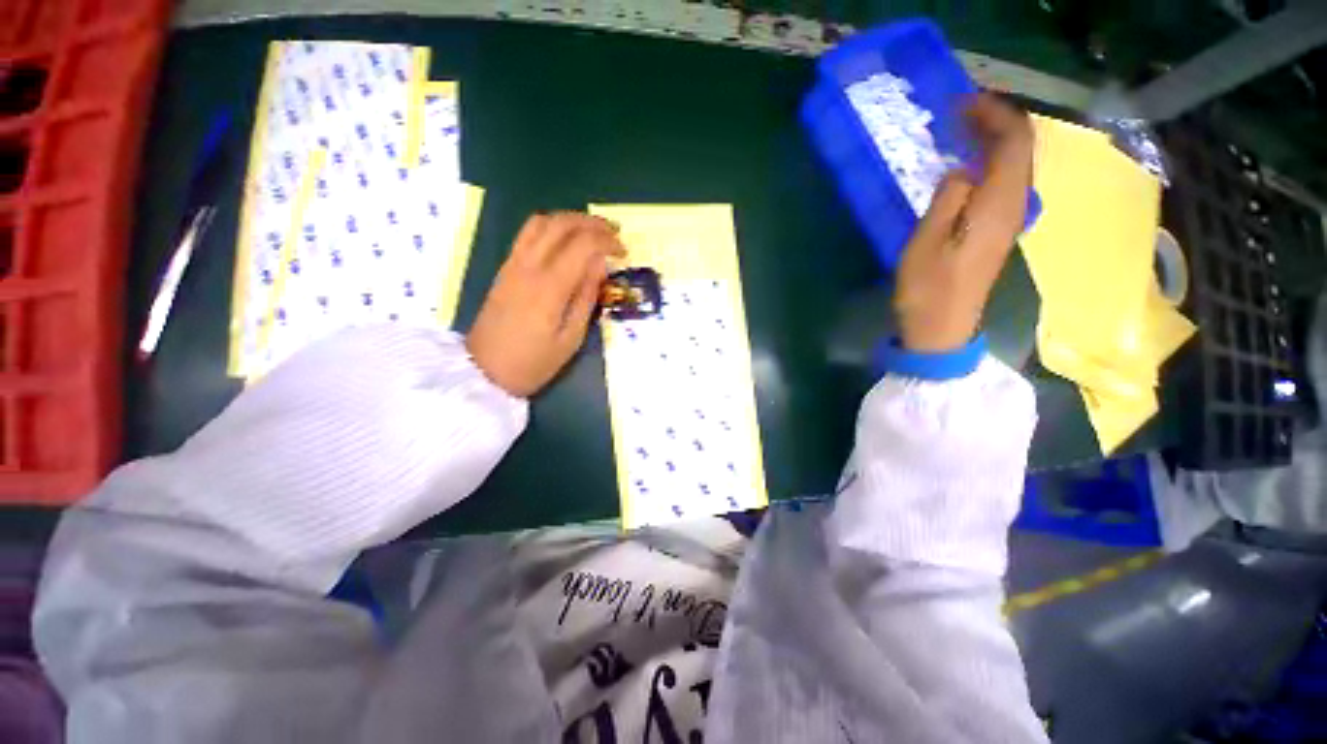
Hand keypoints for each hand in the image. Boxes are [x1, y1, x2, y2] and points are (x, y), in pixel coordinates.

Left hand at [467, 212, 624, 396]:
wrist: (484, 372)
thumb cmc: (534, 362)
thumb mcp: (571, 338)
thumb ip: (586, 297)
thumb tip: (599, 264)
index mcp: (549, 286)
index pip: (583, 244)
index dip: (607, 241)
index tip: (624, 253)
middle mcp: (529, 266)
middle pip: (561, 224)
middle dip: (592, 223)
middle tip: (613, 233)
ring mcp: (513, 264)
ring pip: (541, 222)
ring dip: (570, 220)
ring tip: (592, 232)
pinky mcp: (505, 268)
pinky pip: (528, 234)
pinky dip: (552, 227)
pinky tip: (566, 241)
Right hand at [893, 92, 1034, 351]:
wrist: (942, 328)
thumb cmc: (928, 288)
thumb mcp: (925, 242)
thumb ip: (948, 199)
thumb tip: (963, 169)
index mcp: (998, 205)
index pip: (1013, 143)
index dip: (994, 115)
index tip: (962, 103)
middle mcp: (1015, 206)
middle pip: (1021, 150)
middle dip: (996, 122)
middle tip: (960, 113)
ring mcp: (1010, 220)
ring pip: (1016, 165)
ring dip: (994, 141)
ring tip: (962, 132)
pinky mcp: (1000, 231)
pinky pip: (1006, 183)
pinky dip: (991, 163)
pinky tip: (968, 165)